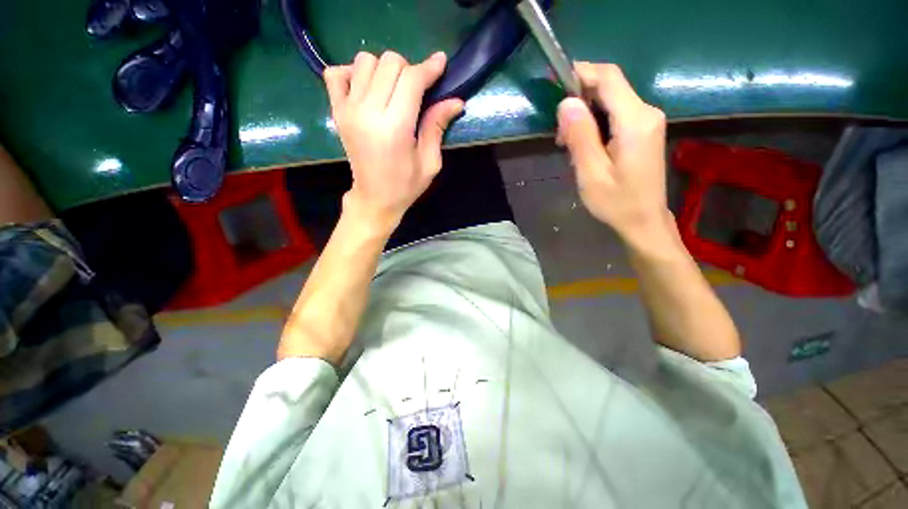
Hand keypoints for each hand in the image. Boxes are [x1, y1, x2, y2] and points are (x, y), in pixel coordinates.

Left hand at [324, 51, 463, 232]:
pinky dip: (353, 72)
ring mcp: (348, 109)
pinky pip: (336, 72)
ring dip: (384, 70)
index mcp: (395, 128)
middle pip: (389, 63)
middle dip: (409, 70)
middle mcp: (368, 112)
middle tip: (417, 91)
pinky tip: (367, 89)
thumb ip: (437, 127)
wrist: (375, 199)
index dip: (429, 68)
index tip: (440, 64)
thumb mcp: (429, 162)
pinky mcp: (336, 111)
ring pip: (365, 61)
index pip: (411, 79)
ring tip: (393, 91)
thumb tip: (456, 100)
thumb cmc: (406, 185)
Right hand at [556, 63, 670, 246]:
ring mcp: (648, 121)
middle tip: (559, 133)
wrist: (644, 220)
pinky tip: (584, 145)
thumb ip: (581, 136)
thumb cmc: (616, 202)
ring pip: (611, 100)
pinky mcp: (644, 130)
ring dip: (585, 114)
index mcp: (635, 121)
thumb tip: (566, 103)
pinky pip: (616, 113)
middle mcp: (646, 113)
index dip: (582, 73)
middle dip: (579, 100)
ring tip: (568, 143)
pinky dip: (596, 122)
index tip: (555, 84)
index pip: (609, 78)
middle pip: (610, 87)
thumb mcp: (591, 173)